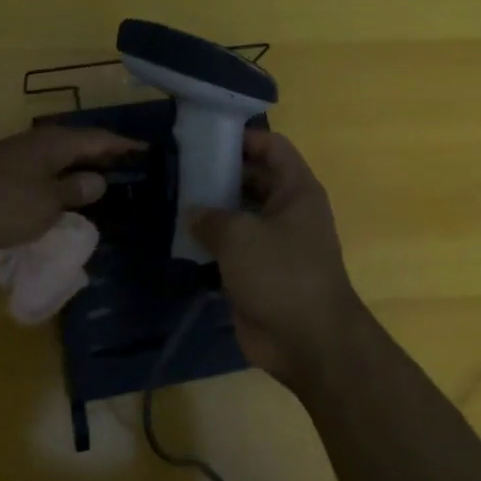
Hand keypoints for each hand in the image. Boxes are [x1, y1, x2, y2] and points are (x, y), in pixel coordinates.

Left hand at [0, 126, 143, 250]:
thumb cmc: (0, 202)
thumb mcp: (45, 204)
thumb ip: (73, 191)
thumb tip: (97, 179)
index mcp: (55, 144)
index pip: (99, 139)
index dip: (123, 146)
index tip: (146, 150)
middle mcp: (36, 142)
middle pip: (77, 144)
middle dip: (102, 154)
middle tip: (127, 165)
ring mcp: (13, 155)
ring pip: (56, 157)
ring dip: (77, 167)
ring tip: (97, 181)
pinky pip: (39, 170)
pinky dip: (55, 179)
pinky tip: (56, 194)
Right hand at [190, 131, 370, 390]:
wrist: (309, 343)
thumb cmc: (281, 274)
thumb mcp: (240, 235)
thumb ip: (211, 216)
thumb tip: (193, 213)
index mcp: (296, 190)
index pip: (272, 146)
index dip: (242, 137)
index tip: (204, 138)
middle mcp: (287, 211)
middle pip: (252, 178)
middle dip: (218, 173)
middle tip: (178, 169)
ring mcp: (274, 243)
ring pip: (239, 214)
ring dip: (211, 209)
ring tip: (172, 200)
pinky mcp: (259, 272)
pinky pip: (232, 247)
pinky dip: (210, 242)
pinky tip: (179, 237)